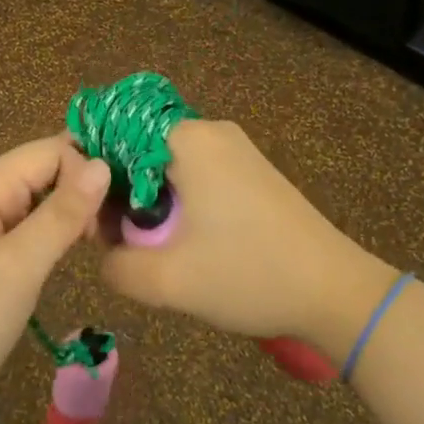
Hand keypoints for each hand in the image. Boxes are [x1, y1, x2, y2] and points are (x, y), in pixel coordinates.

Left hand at [0, 136, 109, 412]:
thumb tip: (102, 164)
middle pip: (39, 170)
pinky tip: (63, 252)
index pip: (48, 150)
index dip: (86, 170)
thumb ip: (63, 212)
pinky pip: (16, 223)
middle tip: (111, 230)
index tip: (114, 212)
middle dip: (78, 189)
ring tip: (96, 240)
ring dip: (64, 212)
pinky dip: (44, 231)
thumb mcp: (21, 266)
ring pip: (30, 198)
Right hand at [98, 120, 398, 359]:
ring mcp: (234, 149)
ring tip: (143, 246)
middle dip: (118, 192)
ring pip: (164, 165)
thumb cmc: (249, 275)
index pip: (114, 134)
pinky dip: (175, 201)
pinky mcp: (250, 171)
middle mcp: (210, 131)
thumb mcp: (169, 281)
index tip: (86, 217)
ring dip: (146, 201)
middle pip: (138, 149)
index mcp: (188, 140)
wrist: (336, 292)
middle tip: (112, 240)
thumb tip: (104, 254)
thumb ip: (116, 265)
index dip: (90, 174)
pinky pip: (193, 174)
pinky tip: (179, 241)